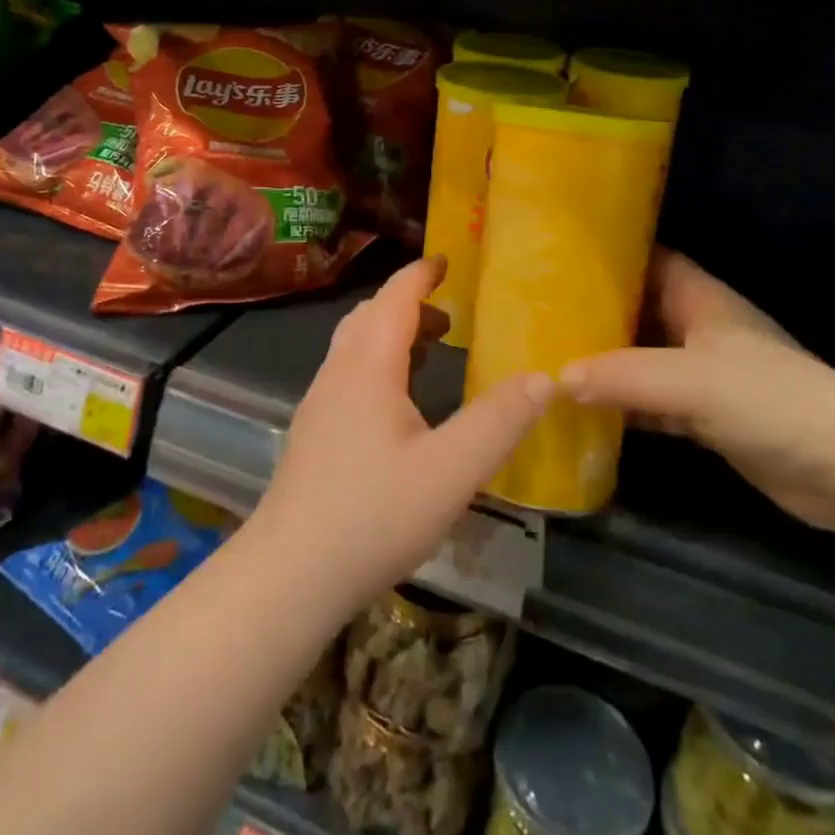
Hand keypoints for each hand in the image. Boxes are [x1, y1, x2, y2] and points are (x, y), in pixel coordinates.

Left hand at [250, 255, 552, 614]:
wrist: (289, 574)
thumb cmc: (373, 515)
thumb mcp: (451, 471)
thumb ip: (500, 422)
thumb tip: (544, 377)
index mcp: (369, 365)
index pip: (395, 297)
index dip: (421, 273)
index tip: (447, 259)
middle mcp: (338, 371)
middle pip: (371, 315)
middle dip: (408, 301)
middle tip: (450, 313)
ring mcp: (320, 401)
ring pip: (355, 344)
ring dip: (391, 332)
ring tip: (431, 349)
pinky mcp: (313, 431)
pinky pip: (348, 372)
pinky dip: (377, 362)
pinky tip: (398, 403)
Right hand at [562, 249, 834, 533]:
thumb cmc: (769, 399)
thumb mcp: (688, 380)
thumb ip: (621, 376)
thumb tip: (555, 377)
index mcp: (699, 298)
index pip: (647, 259)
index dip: (607, 255)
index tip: (558, 258)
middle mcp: (698, 328)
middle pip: (638, 310)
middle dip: (594, 312)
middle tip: (538, 312)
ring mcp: (703, 374)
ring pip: (642, 358)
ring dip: (605, 362)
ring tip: (549, 357)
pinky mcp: (706, 416)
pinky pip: (652, 402)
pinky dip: (623, 405)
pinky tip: (585, 410)